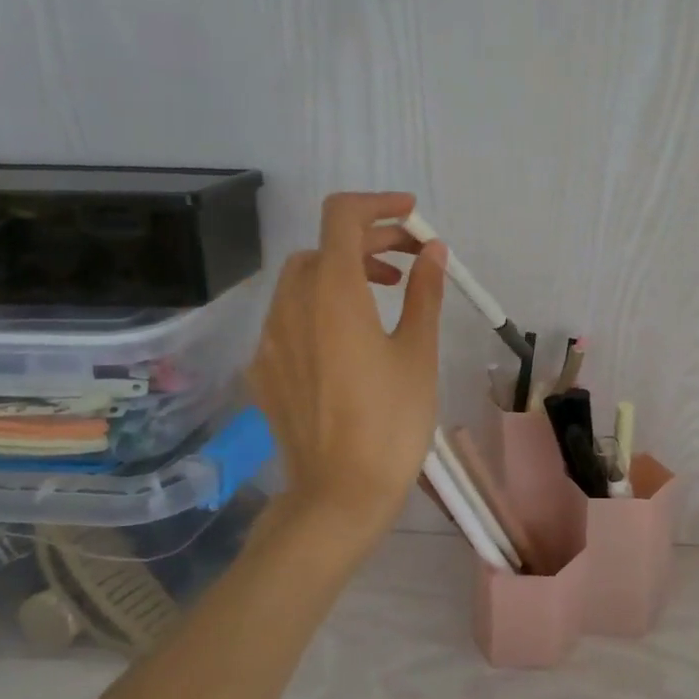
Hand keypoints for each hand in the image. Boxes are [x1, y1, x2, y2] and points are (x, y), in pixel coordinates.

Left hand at [247, 192, 445, 558]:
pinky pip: (290, 316)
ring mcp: (271, 338)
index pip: (342, 217)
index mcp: (334, 295)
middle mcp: (293, 305)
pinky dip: (321, 306)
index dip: (377, 205)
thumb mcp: (418, 353)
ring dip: (344, 271)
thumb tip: (433, 251)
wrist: (339, 493)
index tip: (412, 216)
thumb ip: (424, 294)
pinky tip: (349, 340)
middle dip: (369, 241)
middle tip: (412, 261)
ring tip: (385, 295)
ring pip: (303, 279)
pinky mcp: (265, 369)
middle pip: (325, 247)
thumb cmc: (392, 422)